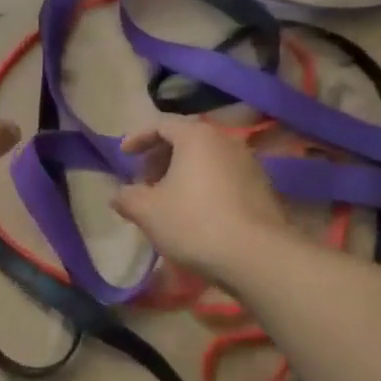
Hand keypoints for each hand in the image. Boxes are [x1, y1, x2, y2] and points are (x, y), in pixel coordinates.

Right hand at [112, 120, 291, 282]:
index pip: (161, 124)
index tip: (124, 155)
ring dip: (182, 173)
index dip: (138, 138)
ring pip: (206, 159)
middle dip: (160, 157)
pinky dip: (204, 185)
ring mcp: (248, 164)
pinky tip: (195, 212)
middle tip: (144, 181)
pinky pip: (224, 176)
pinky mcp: (262, 188)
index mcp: (196, 137)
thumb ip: (127, 197)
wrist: (256, 256)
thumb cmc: (194, 223)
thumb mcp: (147, 211)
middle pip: (186, 140)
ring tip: (167, 199)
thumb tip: (118, 195)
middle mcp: (225, 141)